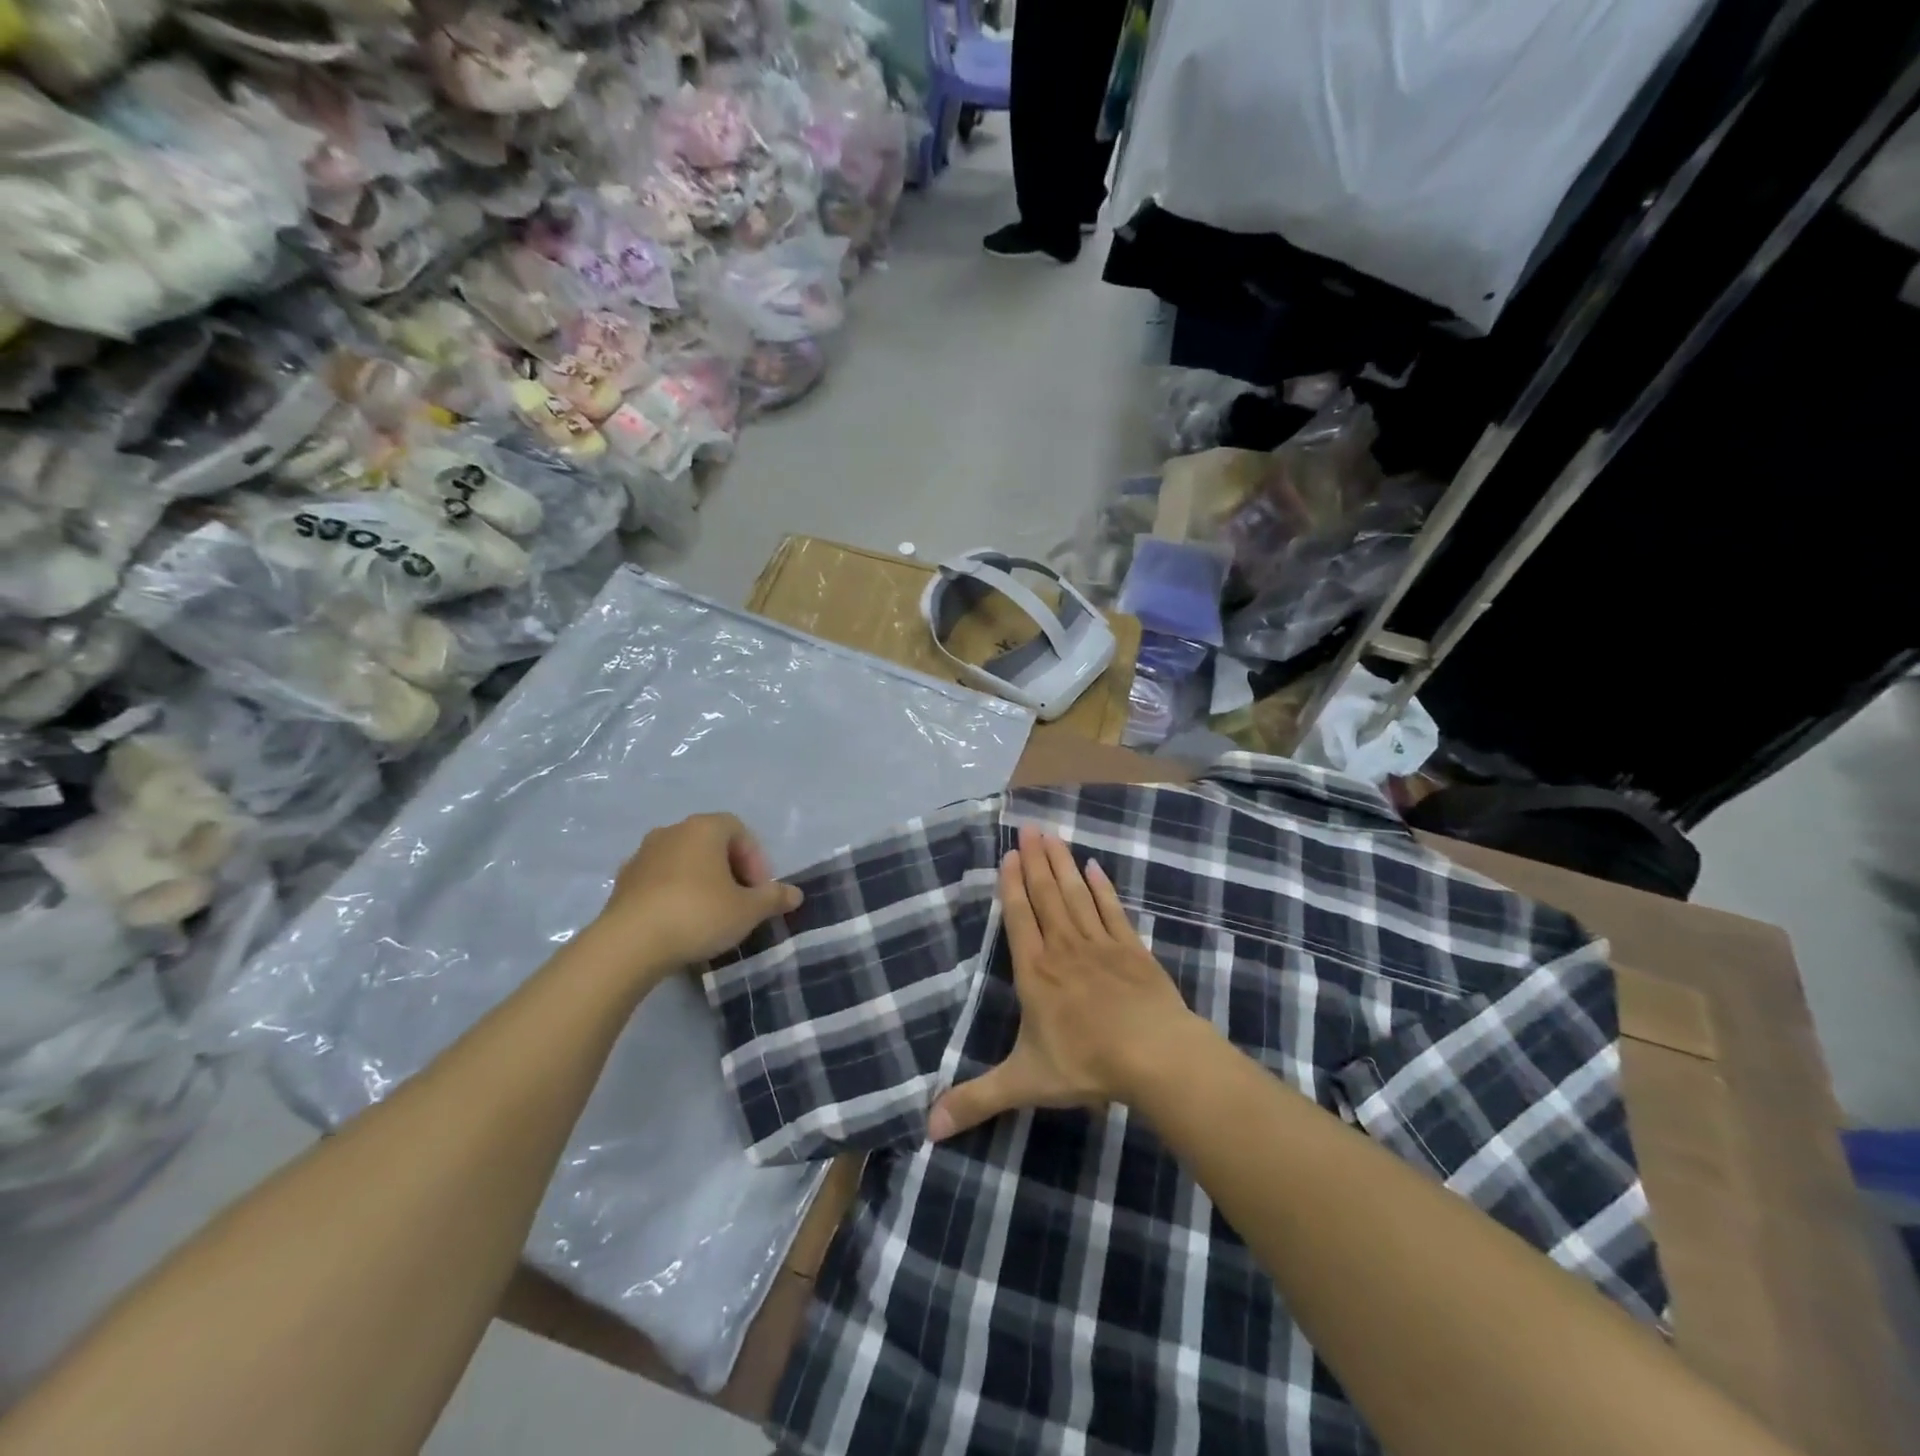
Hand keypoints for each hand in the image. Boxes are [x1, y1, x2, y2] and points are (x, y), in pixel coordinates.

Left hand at [590, 813, 801, 976]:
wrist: (629, 944)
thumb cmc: (698, 915)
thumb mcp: (748, 910)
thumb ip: (773, 898)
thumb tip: (795, 894)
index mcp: (704, 828)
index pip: (739, 830)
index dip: (755, 858)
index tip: (758, 890)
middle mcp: (671, 832)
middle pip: (710, 843)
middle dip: (729, 869)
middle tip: (739, 901)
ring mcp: (642, 855)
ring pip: (683, 861)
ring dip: (700, 881)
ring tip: (710, 914)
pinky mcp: (622, 881)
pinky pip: (659, 880)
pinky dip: (673, 893)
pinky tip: (679, 922)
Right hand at [927, 826, 1197, 1140]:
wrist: (1155, 1056)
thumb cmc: (1086, 1064)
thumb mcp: (1024, 1083)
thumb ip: (977, 1099)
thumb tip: (927, 1128)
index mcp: (1035, 972)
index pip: (1018, 918)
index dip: (1011, 884)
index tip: (1008, 853)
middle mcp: (1064, 948)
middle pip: (1046, 895)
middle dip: (1035, 861)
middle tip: (1029, 827)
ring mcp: (1101, 944)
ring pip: (1077, 895)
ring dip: (1063, 864)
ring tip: (1053, 835)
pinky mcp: (1132, 949)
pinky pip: (1113, 910)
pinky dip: (1103, 888)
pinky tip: (1096, 868)